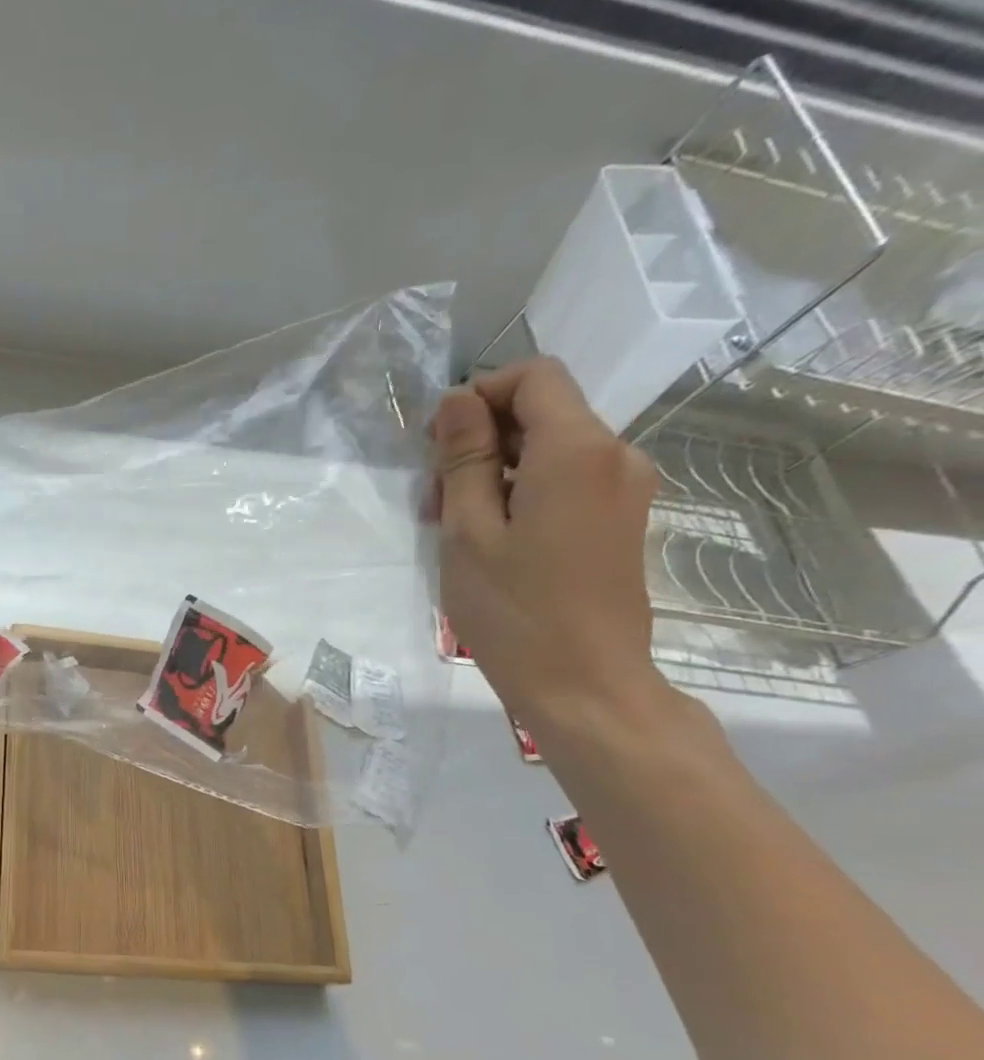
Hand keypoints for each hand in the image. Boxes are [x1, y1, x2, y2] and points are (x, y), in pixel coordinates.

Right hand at [431, 358, 672, 737]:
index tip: (439, 443)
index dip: (480, 394)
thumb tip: (458, 400)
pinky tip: (492, 538)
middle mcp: (615, 455)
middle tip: (434, 496)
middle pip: (544, 411)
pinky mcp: (621, 519)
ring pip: (552, 448)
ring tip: (455, 526)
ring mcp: (625, 488)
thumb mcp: (468, 532)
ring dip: (497, 470)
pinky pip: (568, 480)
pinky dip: (524, 492)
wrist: (583, 683)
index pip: (535, 376)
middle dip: (482, 438)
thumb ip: (464, 459)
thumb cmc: (513, 610)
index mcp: (577, 450)